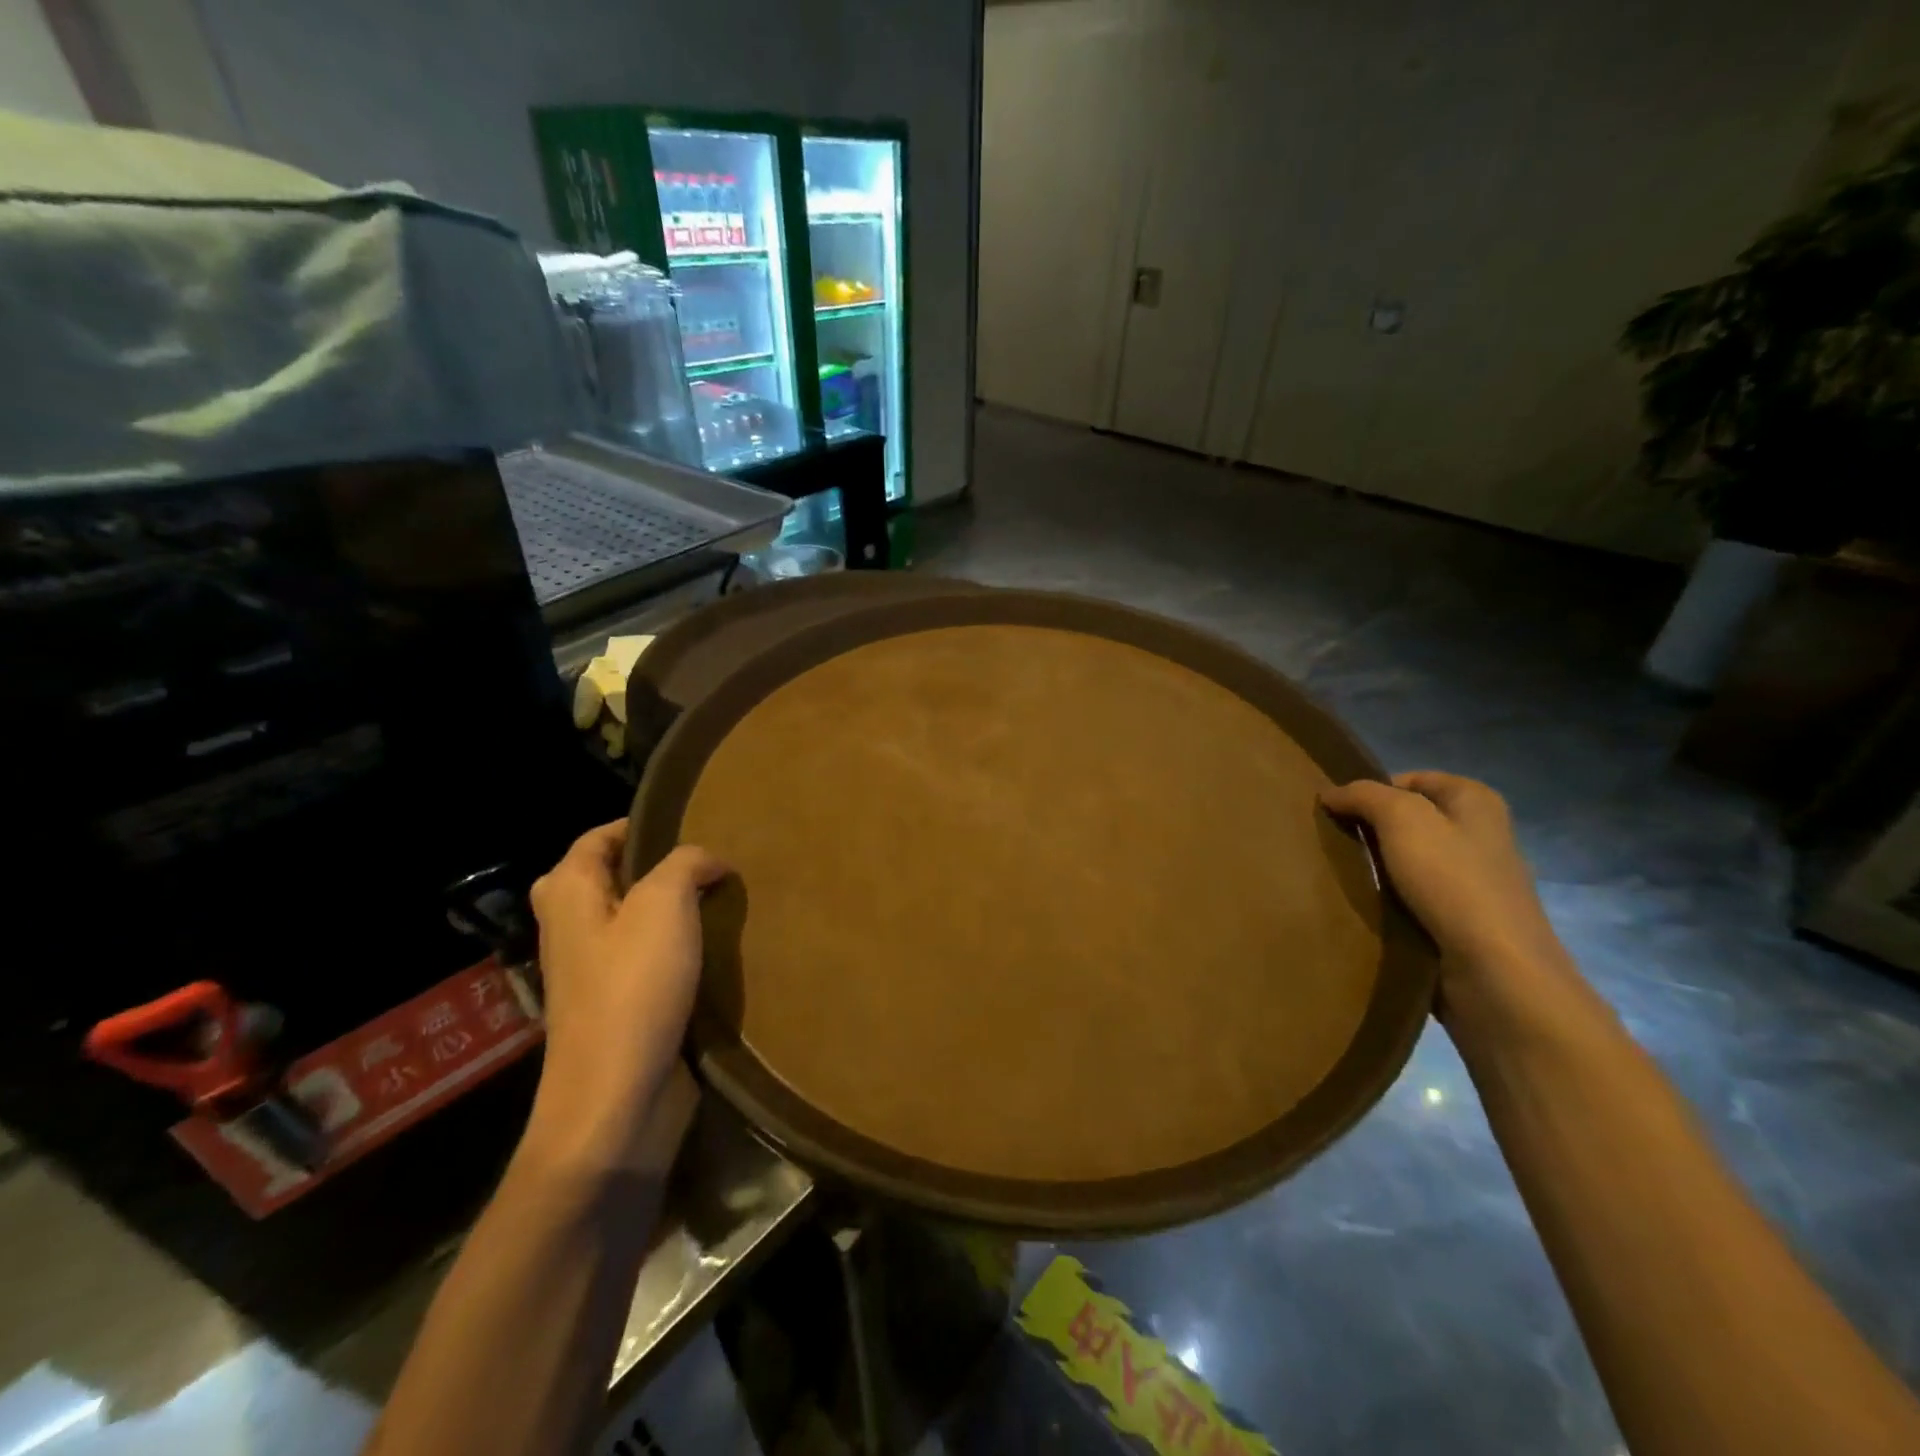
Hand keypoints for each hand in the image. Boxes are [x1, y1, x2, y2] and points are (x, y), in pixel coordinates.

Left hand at [524, 821, 729, 1170]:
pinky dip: (675, 945)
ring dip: (670, 908)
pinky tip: (715, 946)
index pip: (597, 838)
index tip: (693, 822)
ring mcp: (592, 970)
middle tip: (704, 863)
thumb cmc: (633, 990)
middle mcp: (571, 927)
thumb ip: (686, 864)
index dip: (642, 824)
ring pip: (630, 919)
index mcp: (569, 895)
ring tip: (719, 897)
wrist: (616, 1097)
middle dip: (655, 866)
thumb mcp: (664, 906)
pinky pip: (645, 958)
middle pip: (609, 877)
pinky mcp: (617, 1004)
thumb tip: (708, 861)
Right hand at [1319, 772, 1575, 1019]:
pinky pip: (1412, 898)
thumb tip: (1329, 794)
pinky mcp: (1460, 921)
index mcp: (1476, 801)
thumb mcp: (1401, 818)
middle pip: (1407, 820)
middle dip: (1369, 830)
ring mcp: (1472, 881)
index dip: (1371, 791)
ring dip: (1374, 867)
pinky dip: (1387, 900)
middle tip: (1330, 841)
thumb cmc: (1453, 882)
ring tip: (1338, 874)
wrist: (1496, 973)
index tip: (1336, 812)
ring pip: (1406, 861)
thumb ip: (1362, 795)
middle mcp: (1479, 835)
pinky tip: (1362, 906)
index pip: (1409, 779)